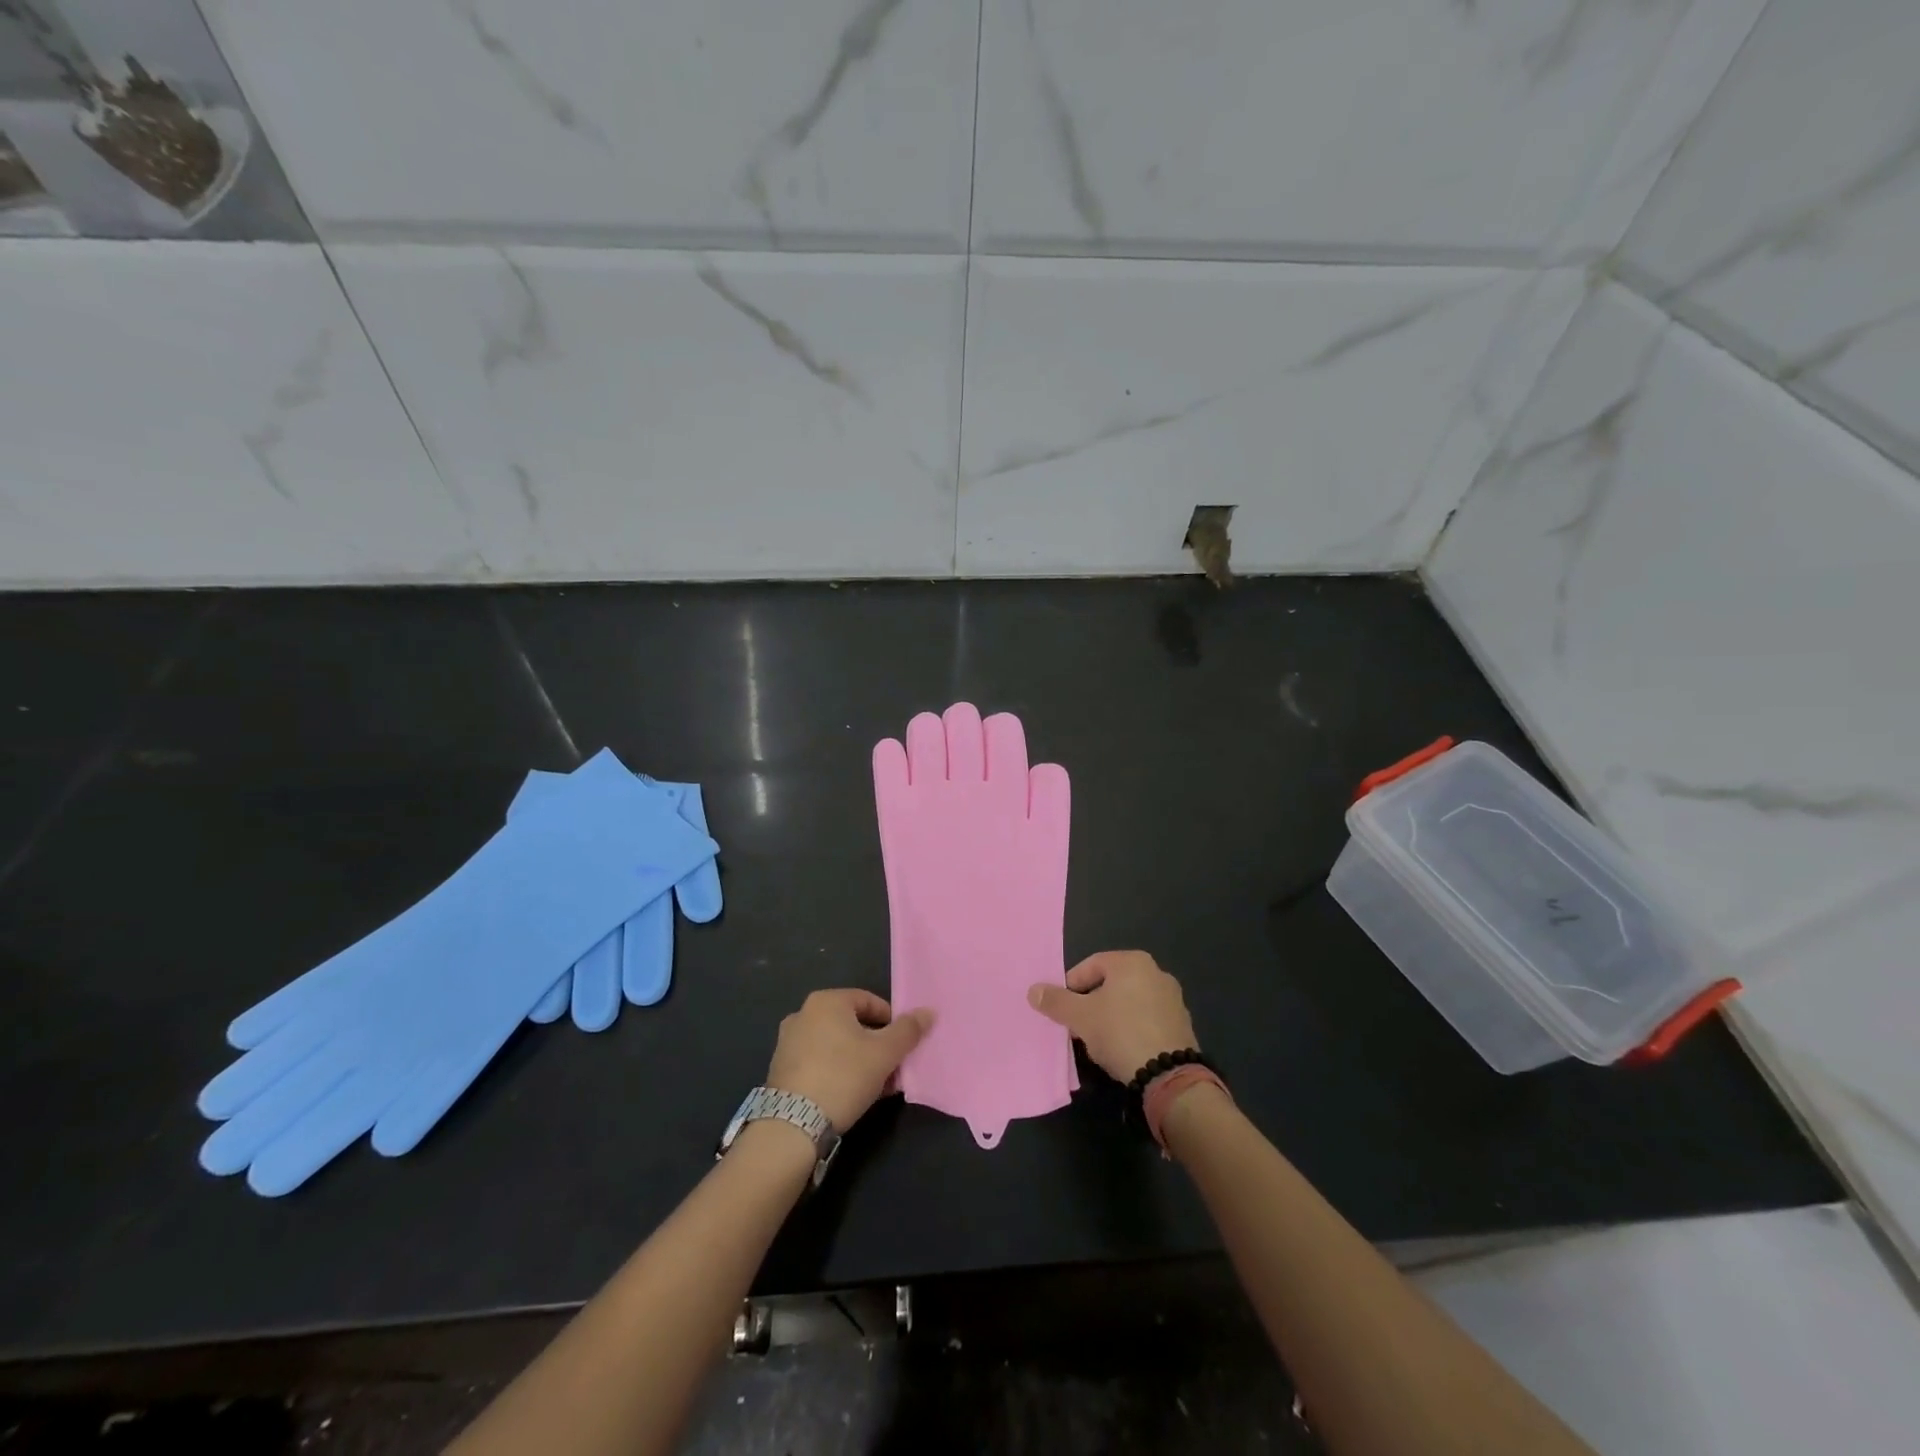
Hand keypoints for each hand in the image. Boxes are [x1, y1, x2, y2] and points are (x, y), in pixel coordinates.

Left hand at [765, 990, 932, 1131]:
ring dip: (859, 1060)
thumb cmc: (843, 1076)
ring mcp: (788, 1042)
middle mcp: (803, 1014)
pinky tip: (851, 1095)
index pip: (869, 1001)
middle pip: (852, 1024)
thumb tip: (929, 1012)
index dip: (892, 1022)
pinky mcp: (780, 1070)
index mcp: (826, 1001)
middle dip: (876, 1045)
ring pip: (836, 1045)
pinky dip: (837, 1072)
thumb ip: (908, 1030)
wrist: (792, 1125)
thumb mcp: (885, 1053)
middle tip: (892, 1068)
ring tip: (876, 1086)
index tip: (903, 1045)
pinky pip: (819, 1062)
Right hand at [1028, 951, 1197, 1083]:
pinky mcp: (1181, 1024)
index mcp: (1132, 961)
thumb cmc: (1120, 1033)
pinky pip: (1146, 1019)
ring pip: (1128, 1002)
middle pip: (1110, 984)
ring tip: (1098, 1041)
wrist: (1168, 1075)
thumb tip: (1033, 990)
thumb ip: (1056, 1001)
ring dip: (1110, 1016)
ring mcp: (1172, 998)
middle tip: (1077, 1026)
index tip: (1062, 1010)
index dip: (1070, 987)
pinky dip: (1131, 1028)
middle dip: (1090, 1003)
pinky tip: (1122, 1049)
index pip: (1089, 966)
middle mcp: (1156, 972)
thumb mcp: (1080, 1017)